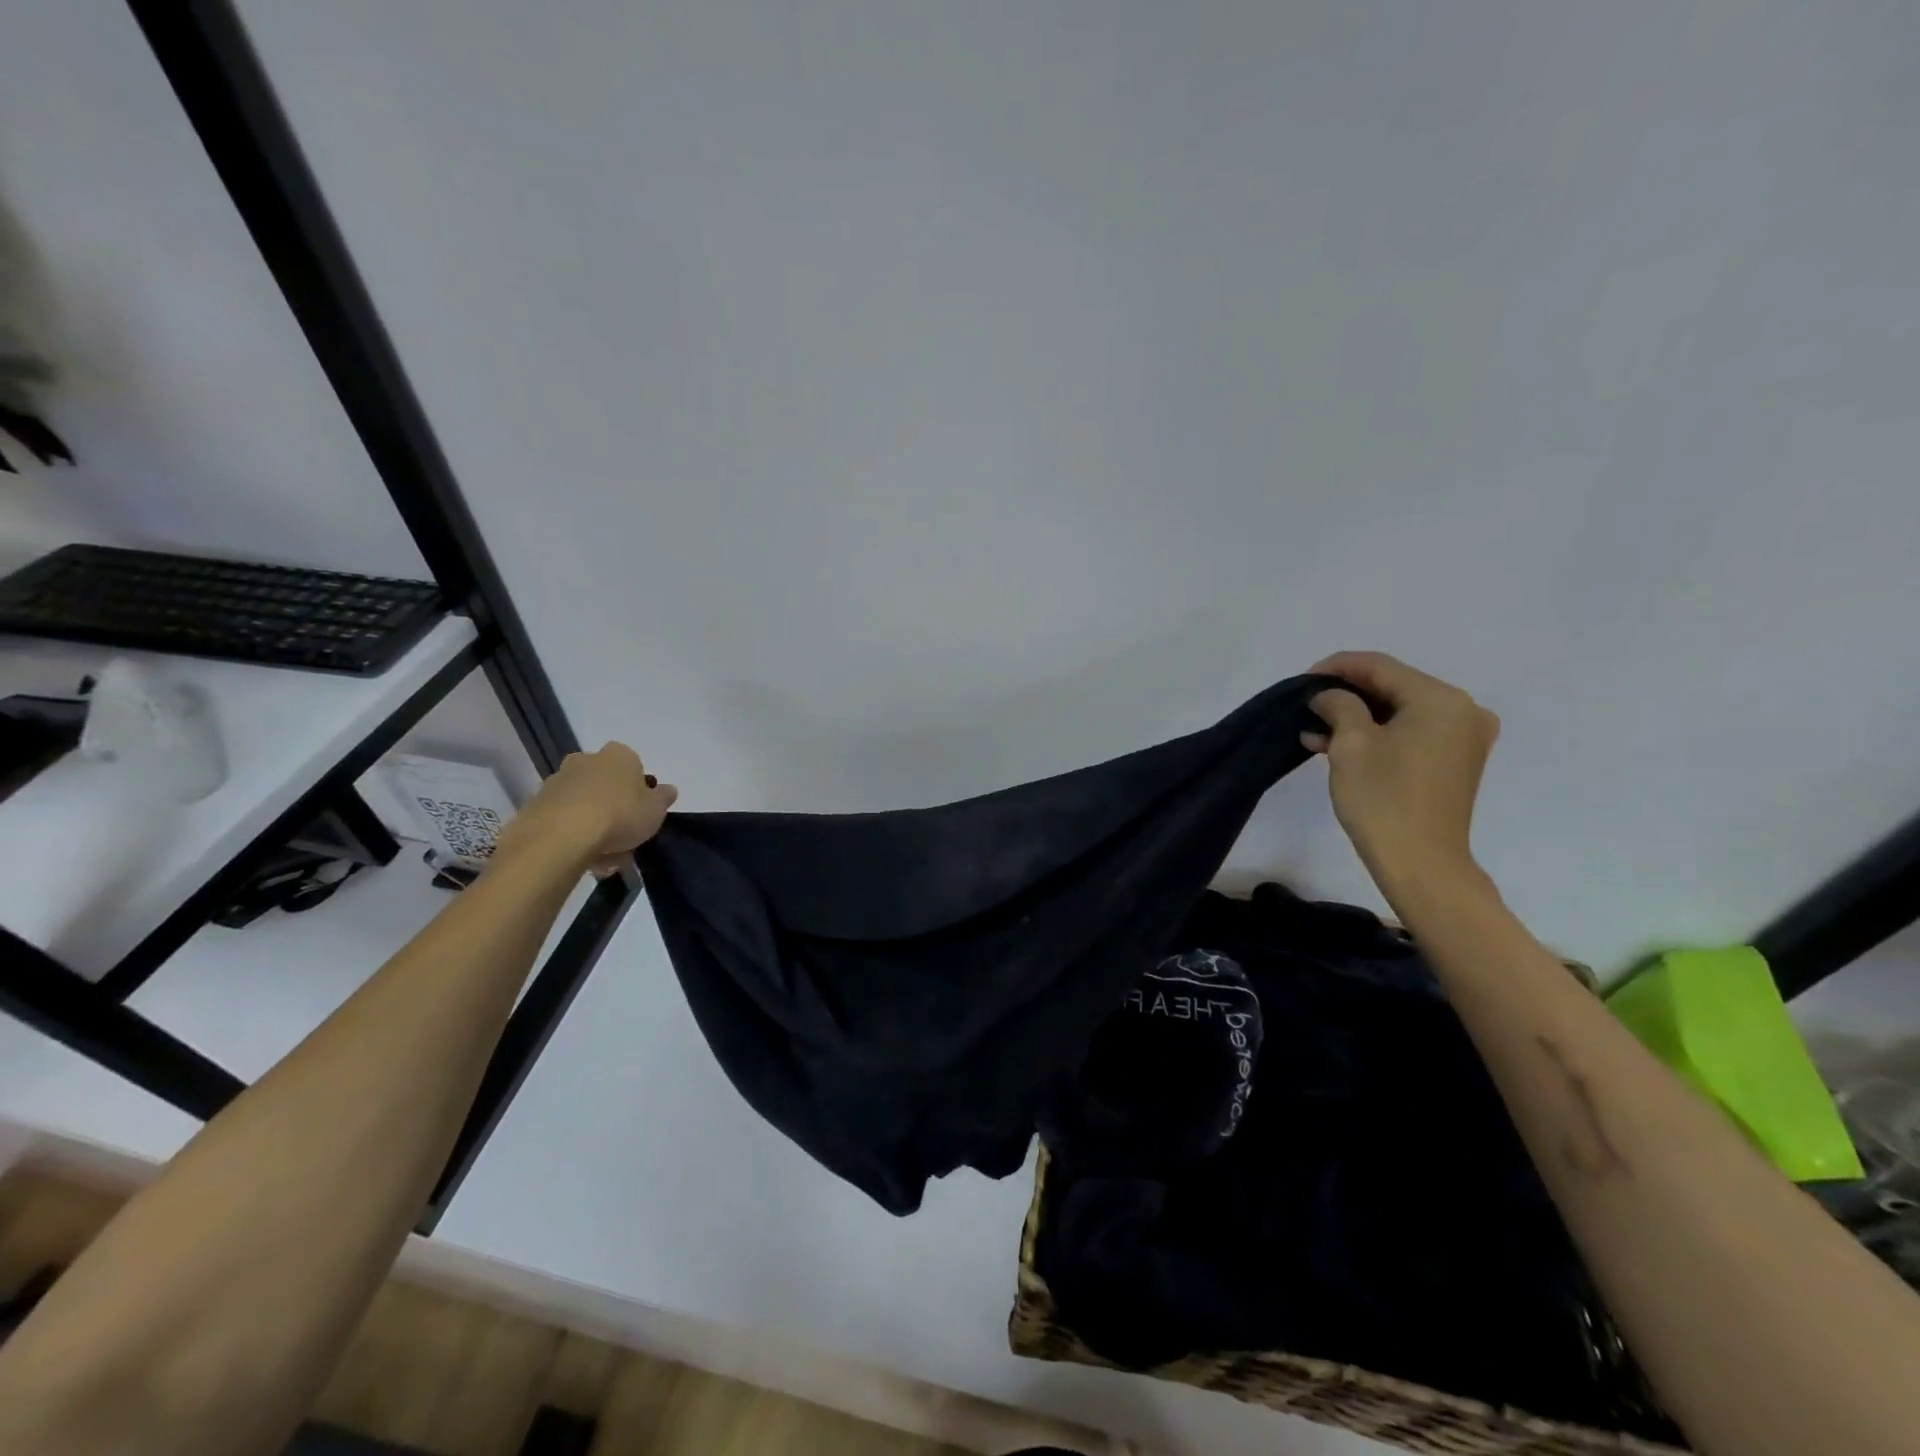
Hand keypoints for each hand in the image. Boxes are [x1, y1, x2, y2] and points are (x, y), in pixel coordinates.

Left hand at [494, 742, 677, 876]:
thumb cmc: (619, 815)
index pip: (633, 766)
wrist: (560, 838)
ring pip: (581, 804)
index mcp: (618, 755)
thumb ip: (663, 798)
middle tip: (622, 838)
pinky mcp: (534, 806)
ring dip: (592, 826)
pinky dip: (571, 836)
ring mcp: (555, 782)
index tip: (641, 813)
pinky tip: (582, 859)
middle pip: (603, 784)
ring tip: (603, 858)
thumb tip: (667, 790)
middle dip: (612, 808)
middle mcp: (584, 760)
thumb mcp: (656, 810)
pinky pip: (561, 821)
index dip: (638, 790)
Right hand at [1301, 652, 1497, 893]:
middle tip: (1307, 704)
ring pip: (1399, 712)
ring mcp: (1463, 738)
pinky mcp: (1454, 762)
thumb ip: (1338, 705)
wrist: (1420, 863)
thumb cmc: (1383, 798)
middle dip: (1347, 694)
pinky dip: (1376, 735)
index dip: (1337, 667)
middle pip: (1393, 687)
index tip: (1302, 680)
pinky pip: (1410, 733)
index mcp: (1440, 699)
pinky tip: (1336, 745)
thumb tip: (1329, 695)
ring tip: (1314, 729)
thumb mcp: (1350, 744)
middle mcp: (1462, 710)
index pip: (1380, 666)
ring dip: (1357, 717)